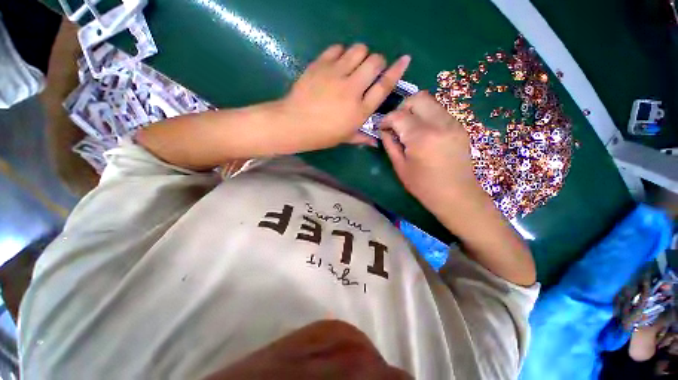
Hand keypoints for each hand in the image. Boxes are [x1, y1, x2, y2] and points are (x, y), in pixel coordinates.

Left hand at [281, 44, 410, 150]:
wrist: (294, 123)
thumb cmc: (322, 135)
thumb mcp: (344, 138)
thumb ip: (362, 137)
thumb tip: (376, 142)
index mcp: (360, 110)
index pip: (384, 86)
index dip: (397, 70)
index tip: (404, 60)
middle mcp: (352, 89)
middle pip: (375, 61)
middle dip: (377, 62)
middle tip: (370, 70)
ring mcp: (336, 74)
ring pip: (359, 50)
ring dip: (361, 55)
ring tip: (354, 65)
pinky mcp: (321, 65)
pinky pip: (338, 49)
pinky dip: (342, 53)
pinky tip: (337, 63)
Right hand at [380, 91, 483, 214]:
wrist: (457, 195)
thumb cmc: (424, 186)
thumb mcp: (400, 167)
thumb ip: (390, 145)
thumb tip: (384, 131)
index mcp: (421, 137)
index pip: (398, 115)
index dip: (386, 119)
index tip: (381, 127)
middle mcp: (439, 123)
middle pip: (417, 98)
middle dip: (402, 108)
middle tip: (396, 124)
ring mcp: (453, 123)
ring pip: (430, 102)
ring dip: (415, 111)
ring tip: (408, 128)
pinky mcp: (459, 127)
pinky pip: (439, 111)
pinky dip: (426, 116)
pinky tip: (422, 133)